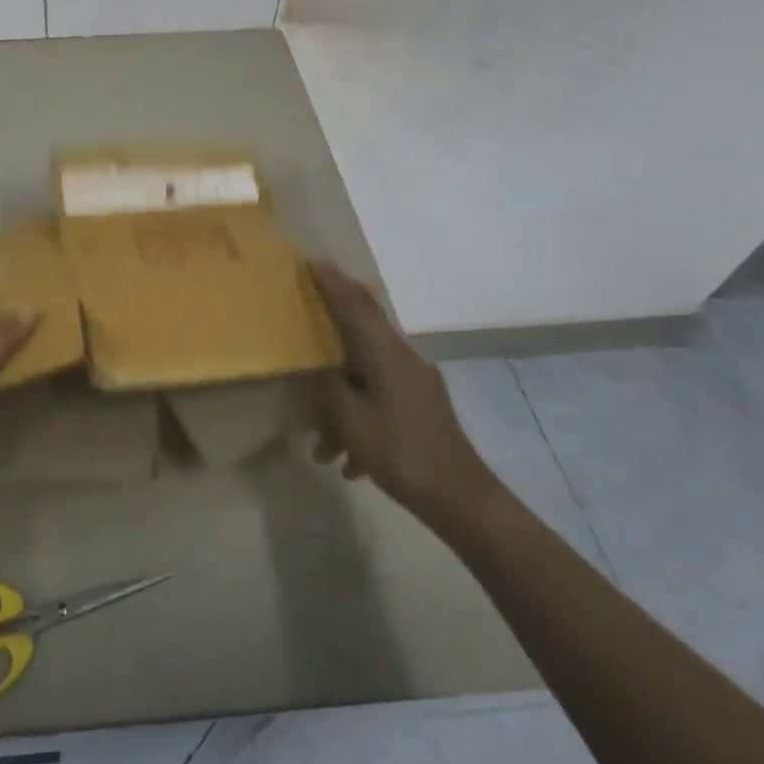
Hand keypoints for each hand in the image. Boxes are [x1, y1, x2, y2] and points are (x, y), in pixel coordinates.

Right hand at [308, 261, 493, 518]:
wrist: (462, 500)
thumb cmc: (402, 453)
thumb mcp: (352, 420)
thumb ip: (330, 387)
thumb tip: (322, 370)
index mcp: (387, 354)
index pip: (356, 304)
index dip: (332, 282)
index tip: (309, 262)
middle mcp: (403, 360)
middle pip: (359, 337)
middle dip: (327, 347)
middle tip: (300, 339)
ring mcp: (415, 385)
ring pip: (365, 378)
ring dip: (340, 406)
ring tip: (321, 448)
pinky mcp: (420, 409)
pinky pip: (378, 401)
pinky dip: (358, 422)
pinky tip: (348, 462)